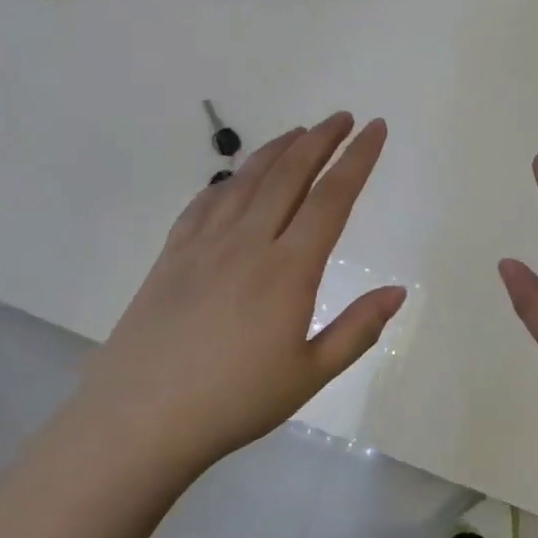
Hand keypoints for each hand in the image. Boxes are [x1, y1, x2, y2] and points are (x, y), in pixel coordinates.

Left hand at [72, 113, 404, 474]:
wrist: (139, 419)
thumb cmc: (234, 401)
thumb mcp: (309, 374)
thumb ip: (357, 329)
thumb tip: (397, 292)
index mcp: (288, 269)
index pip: (331, 199)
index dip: (357, 159)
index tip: (375, 129)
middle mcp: (248, 242)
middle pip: (289, 175)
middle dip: (320, 140)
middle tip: (342, 118)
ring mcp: (204, 244)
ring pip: (247, 180)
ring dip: (277, 150)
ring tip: (299, 132)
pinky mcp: (171, 255)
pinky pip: (205, 203)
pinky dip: (228, 181)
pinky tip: (235, 178)